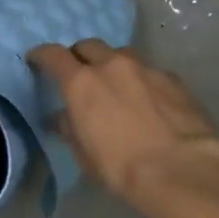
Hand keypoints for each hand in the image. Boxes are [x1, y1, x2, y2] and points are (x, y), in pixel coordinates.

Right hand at [27, 40, 218, 206]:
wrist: (182, 171)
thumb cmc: (122, 168)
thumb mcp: (85, 154)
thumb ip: (70, 128)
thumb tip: (63, 117)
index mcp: (82, 82)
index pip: (53, 55)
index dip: (42, 55)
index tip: (37, 60)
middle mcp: (112, 65)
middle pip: (88, 46)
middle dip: (80, 56)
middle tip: (80, 74)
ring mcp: (146, 68)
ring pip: (121, 55)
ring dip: (113, 65)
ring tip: (117, 86)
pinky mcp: (173, 79)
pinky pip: (150, 71)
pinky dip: (142, 80)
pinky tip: (149, 101)